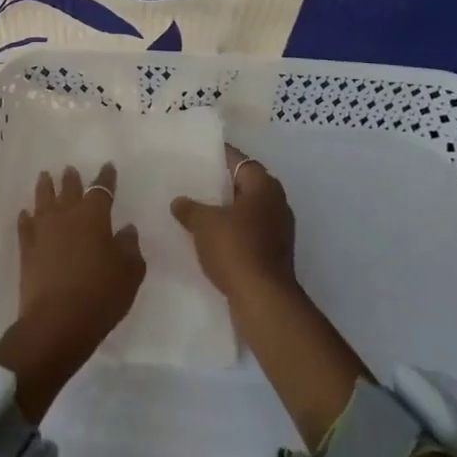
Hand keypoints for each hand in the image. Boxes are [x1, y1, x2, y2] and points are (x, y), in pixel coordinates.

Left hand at [0, 164, 145, 420]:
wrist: (56, 322)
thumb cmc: (100, 295)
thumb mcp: (129, 273)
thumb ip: (130, 247)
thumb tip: (126, 229)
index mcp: (94, 216)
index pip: (102, 189)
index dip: (106, 177)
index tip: (108, 167)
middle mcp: (67, 215)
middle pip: (69, 188)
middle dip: (72, 178)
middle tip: (70, 170)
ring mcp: (43, 230)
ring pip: (43, 200)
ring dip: (46, 187)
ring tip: (45, 177)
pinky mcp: (26, 249)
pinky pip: (25, 225)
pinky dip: (26, 217)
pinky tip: (25, 213)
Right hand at [171, 144, 298, 299]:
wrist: (263, 300)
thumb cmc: (236, 249)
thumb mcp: (204, 224)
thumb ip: (189, 208)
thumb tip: (179, 201)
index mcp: (264, 186)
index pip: (238, 160)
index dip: (216, 156)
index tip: (195, 156)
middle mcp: (276, 203)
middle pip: (243, 185)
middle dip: (218, 185)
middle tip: (190, 183)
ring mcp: (278, 230)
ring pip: (245, 211)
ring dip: (223, 211)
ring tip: (193, 210)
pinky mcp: (273, 253)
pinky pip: (247, 232)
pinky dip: (230, 232)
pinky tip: (207, 238)